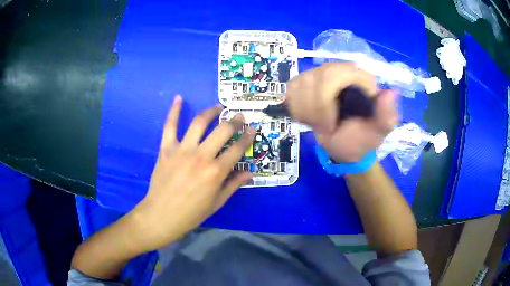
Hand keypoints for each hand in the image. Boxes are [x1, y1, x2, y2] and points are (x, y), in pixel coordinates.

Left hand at [132, 96, 254, 251]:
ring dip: (211, 112)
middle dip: (234, 121)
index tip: (253, 129)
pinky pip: (170, 126)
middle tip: (239, 116)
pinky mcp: (166, 149)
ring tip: (218, 108)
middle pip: (222, 131)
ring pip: (199, 123)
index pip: (237, 149)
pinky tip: (178, 98)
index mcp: (216, 172)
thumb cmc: (192, 213)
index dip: (247, 137)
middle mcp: (201, 156)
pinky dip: (174, 112)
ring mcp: (182, 150)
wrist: (162, 215)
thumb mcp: (217, 202)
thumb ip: (234, 184)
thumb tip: (250, 172)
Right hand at [286, 63, 397, 162]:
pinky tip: (308, 117)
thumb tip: (390, 92)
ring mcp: (320, 74)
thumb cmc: (361, 138)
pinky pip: (291, 88)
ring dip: (306, 111)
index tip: (331, 126)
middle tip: (324, 128)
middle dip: (316, 109)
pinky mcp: (304, 82)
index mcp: (360, 78)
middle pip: (316, 78)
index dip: (325, 103)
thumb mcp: (378, 132)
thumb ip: (386, 115)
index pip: (335, 75)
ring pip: (300, 83)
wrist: (344, 146)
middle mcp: (339, 70)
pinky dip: (296, 107)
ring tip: (319, 124)